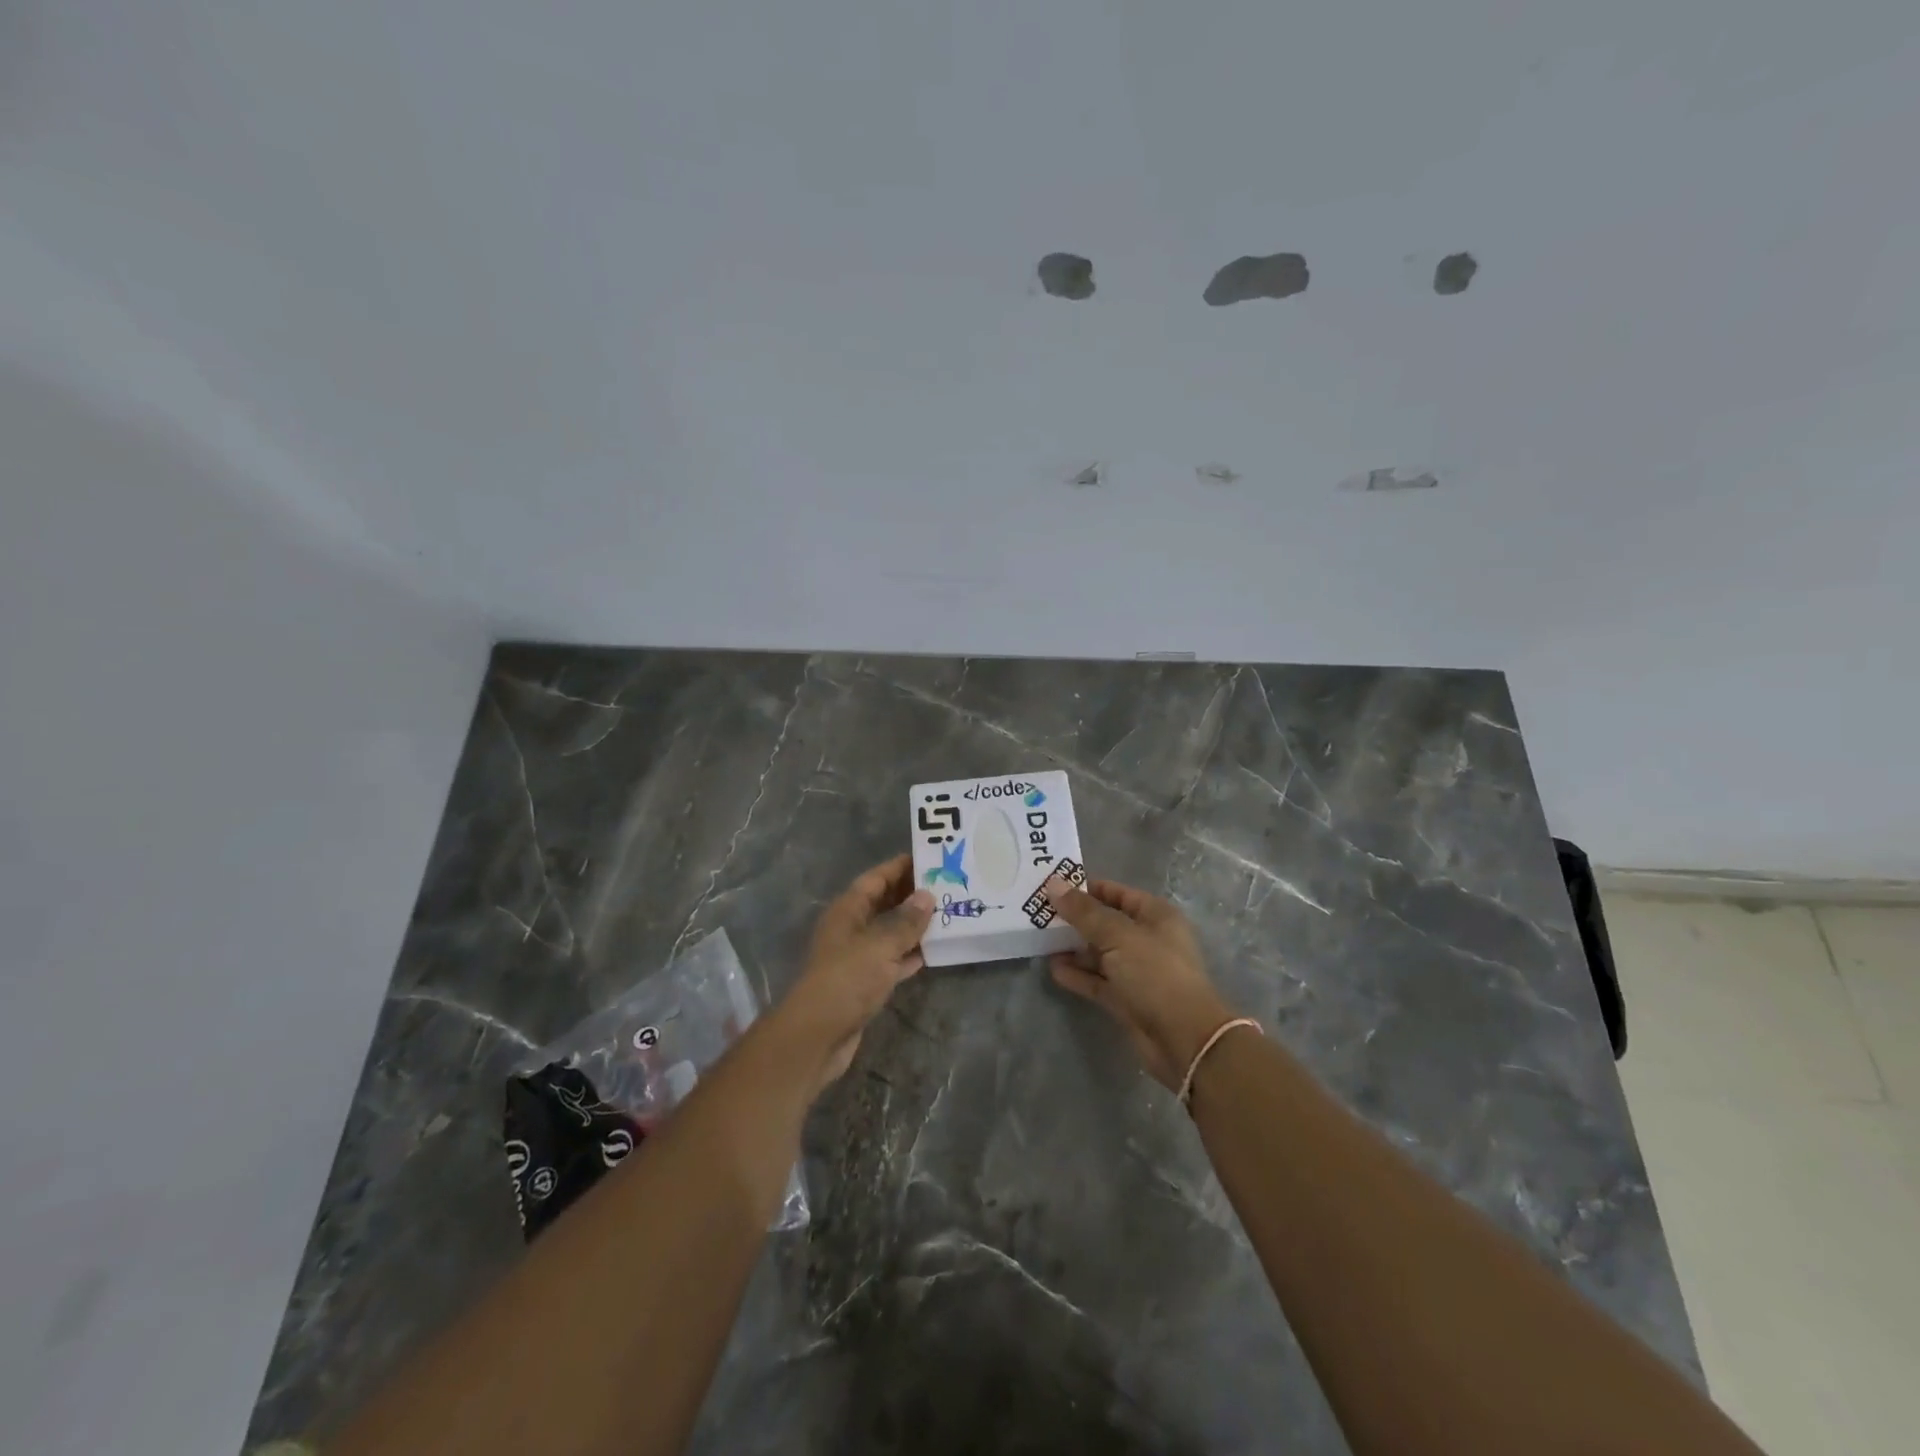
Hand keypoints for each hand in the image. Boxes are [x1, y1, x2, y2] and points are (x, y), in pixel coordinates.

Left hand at [773, 854, 933, 1091]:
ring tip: (948, 914)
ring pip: (890, 933)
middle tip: (948, 885)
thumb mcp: (880, 945)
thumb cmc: (847, 979)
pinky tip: (935, 951)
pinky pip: (892, 960)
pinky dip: (910, 954)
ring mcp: (857, 957)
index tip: (929, 858)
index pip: (875, 879)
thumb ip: (905, 921)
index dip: (899, 867)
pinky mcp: (865, 984)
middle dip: (912, 895)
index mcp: (847, 910)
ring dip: (915, 925)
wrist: (818, 1035)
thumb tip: (927, 895)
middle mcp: (851, 929)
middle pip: (883, 903)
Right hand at [1045, 878, 1238, 1089]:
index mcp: (1155, 916)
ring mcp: (1137, 971)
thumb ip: (1084, 912)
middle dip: (1075, 919)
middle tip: (1039, 914)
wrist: (1183, 1038)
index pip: (1117, 893)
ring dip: (1073, 948)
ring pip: (1100, 953)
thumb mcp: (1117, 935)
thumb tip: (1053, 884)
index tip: (1054, 888)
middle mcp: (1147, 940)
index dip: (1087, 889)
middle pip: (1106, 923)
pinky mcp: (1127, 999)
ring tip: (1041, 940)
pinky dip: (1078, 975)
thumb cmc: (1155, 973)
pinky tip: (1054, 969)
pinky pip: (1098, 981)